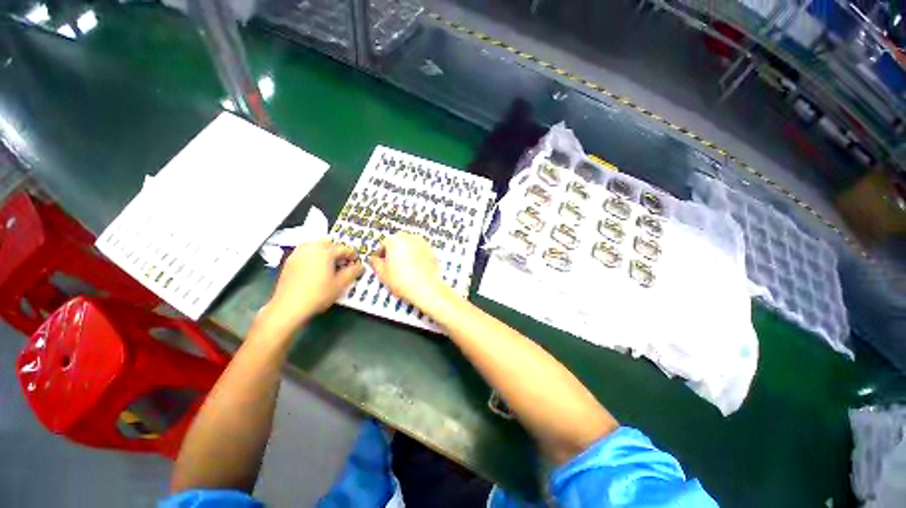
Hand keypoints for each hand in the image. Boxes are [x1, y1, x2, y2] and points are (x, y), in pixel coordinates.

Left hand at [263, 240, 362, 329]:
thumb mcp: (340, 284)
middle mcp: (311, 248)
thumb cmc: (317, 294)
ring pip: (315, 244)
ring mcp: (298, 253)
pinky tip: (316, 267)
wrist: (289, 306)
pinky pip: (305, 251)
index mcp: (325, 252)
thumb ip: (353, 272)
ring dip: (325, 250)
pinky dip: (313, 254)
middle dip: (338, 250)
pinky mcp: (290, 261)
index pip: (344, 248)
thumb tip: (360, 266)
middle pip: (329, 243)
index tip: (356, 263)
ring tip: (330, 263)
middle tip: (343, 262)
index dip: (353, 255)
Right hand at [369, 232, 446, 305]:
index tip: (381, 262)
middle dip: (394, 252)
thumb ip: (375, 263)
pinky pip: (421, 252)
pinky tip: (415, 269)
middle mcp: (409, 238)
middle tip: (392, 266)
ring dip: (406, 254)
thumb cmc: (405, 282)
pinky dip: (417, 258)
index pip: (383, 244)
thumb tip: (374, 260)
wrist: (426, 288)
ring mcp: (422, 244)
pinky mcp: (432, 251)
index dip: (381, 255)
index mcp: (394, 241)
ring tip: (404, 269)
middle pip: (398, 243)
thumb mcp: (382, 274)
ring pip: (410, 246)